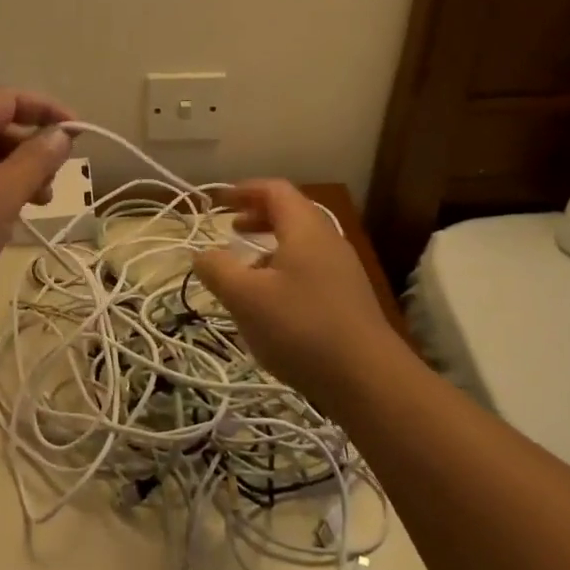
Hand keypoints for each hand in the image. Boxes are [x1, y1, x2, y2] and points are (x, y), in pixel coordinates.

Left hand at [0, 87, 75, 321]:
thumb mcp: (1, 194)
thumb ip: (36, 160)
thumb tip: (62, 133)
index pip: (11, 99)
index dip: (49, 112)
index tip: (80, 136)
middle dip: (33, 152)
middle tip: (53, 187)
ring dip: (16, 176)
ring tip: (33, 208)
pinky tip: (4, 222)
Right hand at [194, 180, 405, 407]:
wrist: (367, 379)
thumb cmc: (301, 327)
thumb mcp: (245, 298)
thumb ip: (217, 270)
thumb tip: (201, 254)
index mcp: (305, 229)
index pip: (275, 190)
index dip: (245, 190)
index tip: (220, 201)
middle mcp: (328, 241)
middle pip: (291, 214)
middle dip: (257, 217)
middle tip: (230, 229)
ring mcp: (342, 271)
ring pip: (301, 245)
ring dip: (269, 247)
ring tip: (245, 269)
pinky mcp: (348, 299)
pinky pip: (310, 269)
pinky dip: (284, 270)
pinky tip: (271, 303)